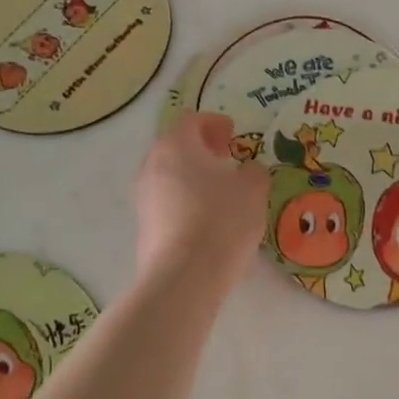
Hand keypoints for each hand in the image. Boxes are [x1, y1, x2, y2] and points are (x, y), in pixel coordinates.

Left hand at [135, 112, 270, 282]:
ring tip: (220, 191)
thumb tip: (249, 171)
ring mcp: (144, 198)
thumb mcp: (254, 190)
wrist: (184, 277)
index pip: (192, 120)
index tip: (233, 132)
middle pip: (176, 147)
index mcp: (177, 146)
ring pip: (170, 176)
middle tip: (226, 157)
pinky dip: (187, 201)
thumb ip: (254, 172)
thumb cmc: (222, 220)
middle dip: (201, 149)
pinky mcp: (144, 228)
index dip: (214, 122)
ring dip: (193, 176)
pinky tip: (209, 219)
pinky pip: (168, 203)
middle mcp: (153, 166)